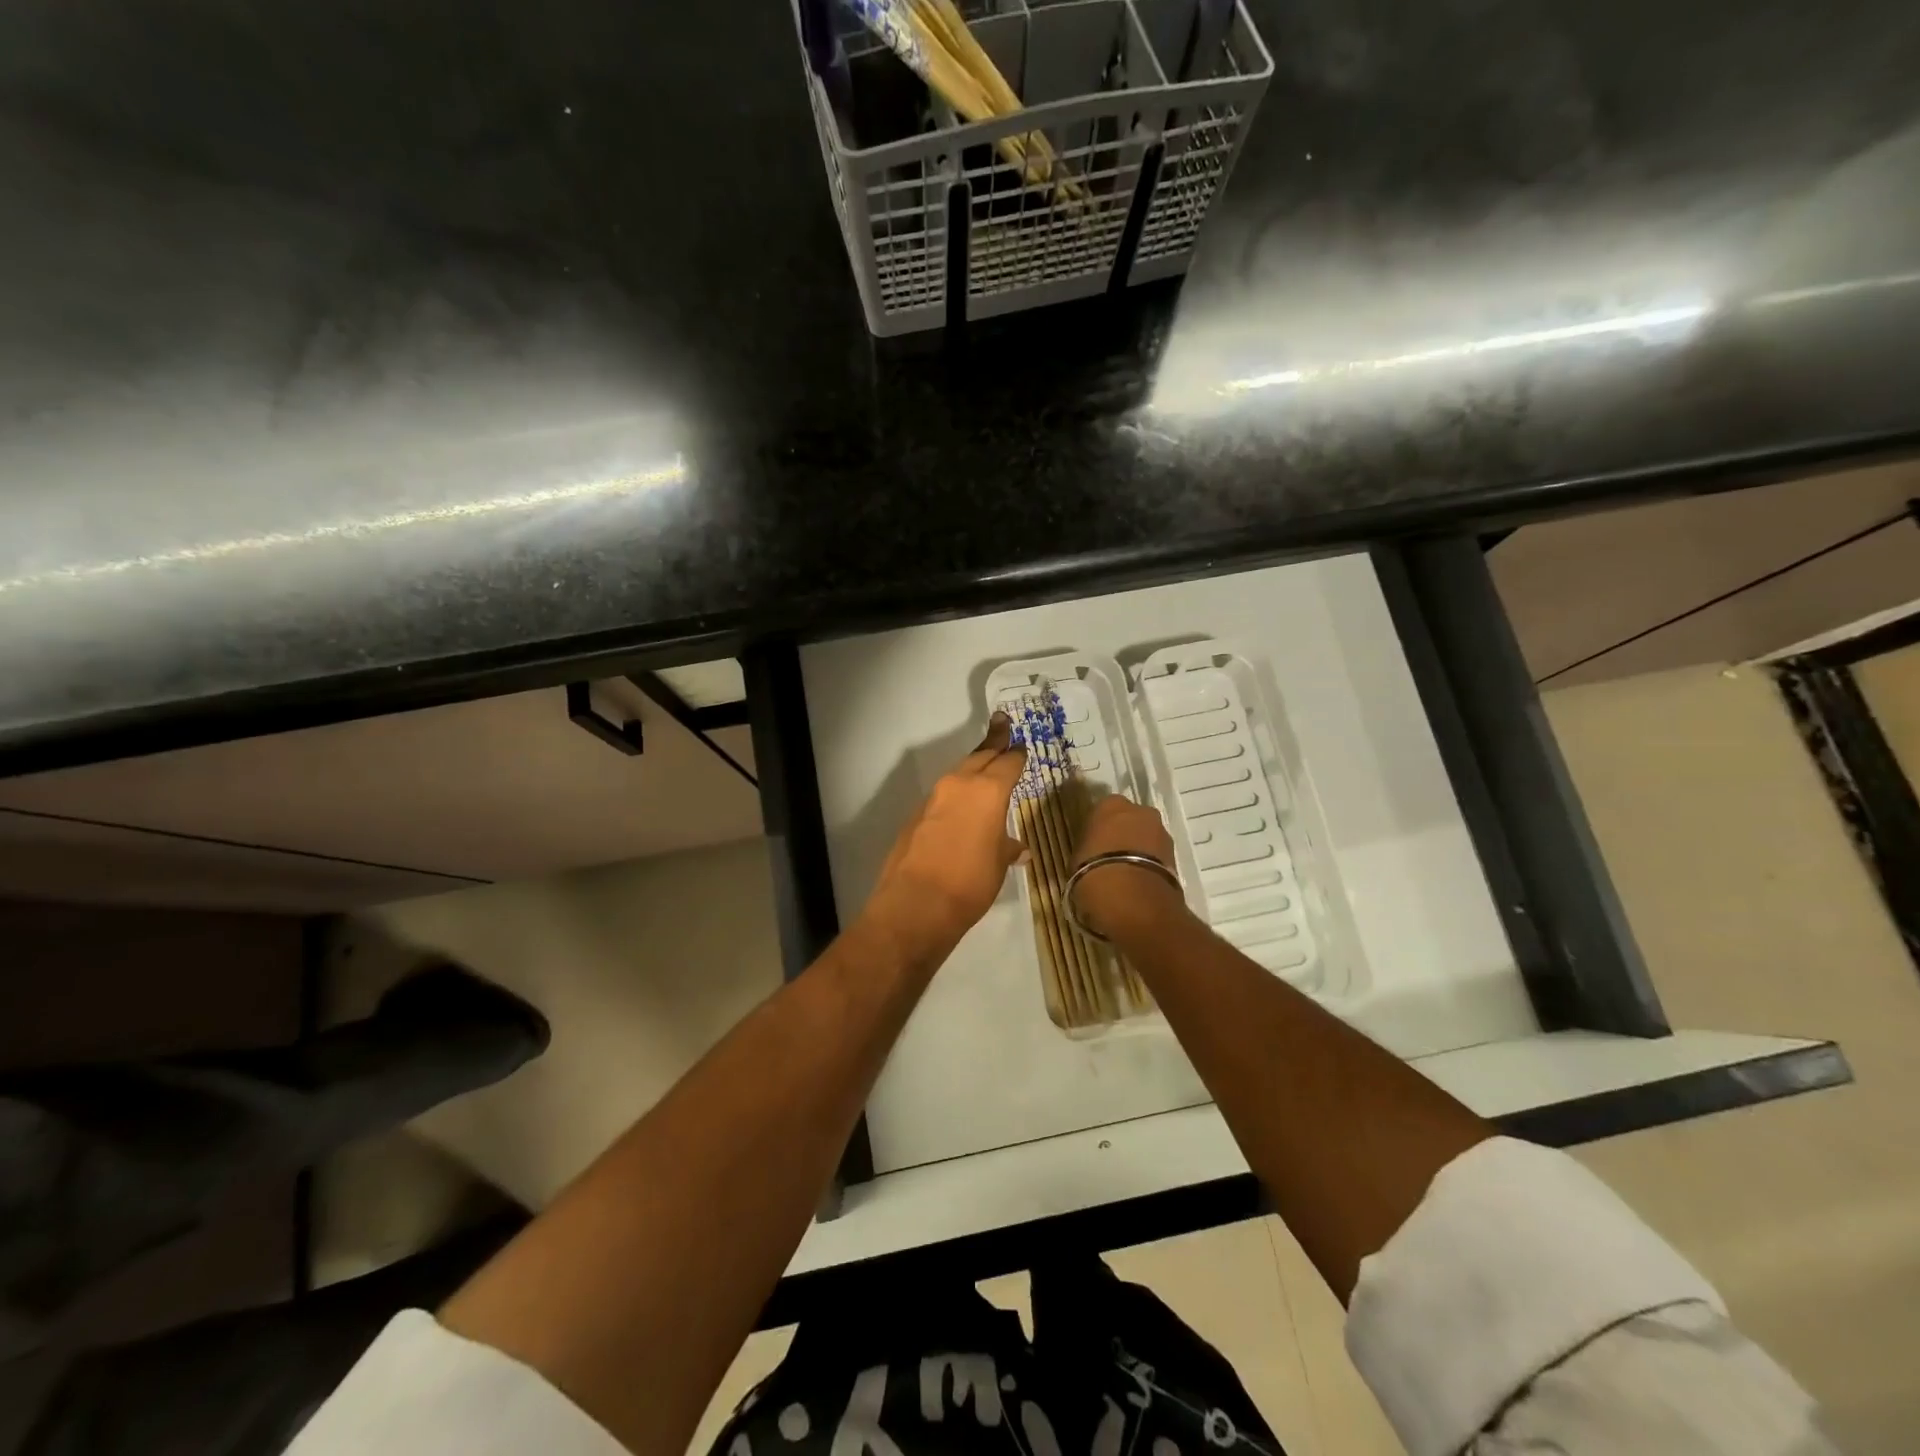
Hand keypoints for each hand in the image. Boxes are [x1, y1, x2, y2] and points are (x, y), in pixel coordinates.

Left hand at [862, 713, 1028, 965]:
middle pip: (980, 756)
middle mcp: (959, 785)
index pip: (1008, 762)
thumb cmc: (970, 882)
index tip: (1021, 745)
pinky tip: (962, 807)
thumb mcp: (998, 865)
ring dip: (973, 768)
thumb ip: (1006, 848)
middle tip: (1002, 724)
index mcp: (988, 791)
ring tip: (985, 764)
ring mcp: (934, 798)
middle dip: (994, 742)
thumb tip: (1016, 848)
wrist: (916, 903)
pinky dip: (956, 794)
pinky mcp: (917, 814)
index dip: (1017, 754)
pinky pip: (943, 795)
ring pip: (959, 773)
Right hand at [1070, 794, 1186, 939]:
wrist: (1132, 899)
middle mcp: (1140, 811)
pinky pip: (1157, 856)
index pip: (1103, 810)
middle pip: (1131, 820)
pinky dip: (1150, 865)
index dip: (1099, 828)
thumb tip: (1094, 855)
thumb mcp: (1078, 858)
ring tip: (1126, 874)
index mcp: (1110, 805)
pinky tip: (1139, 883)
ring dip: (1139, 850)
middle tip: (1111, 857)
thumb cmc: (1093, 871)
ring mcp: (1162, 832)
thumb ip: (1089, 849)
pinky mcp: (1176, 856)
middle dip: (1124, 835)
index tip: (1093, 844)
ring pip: (1147, 837)